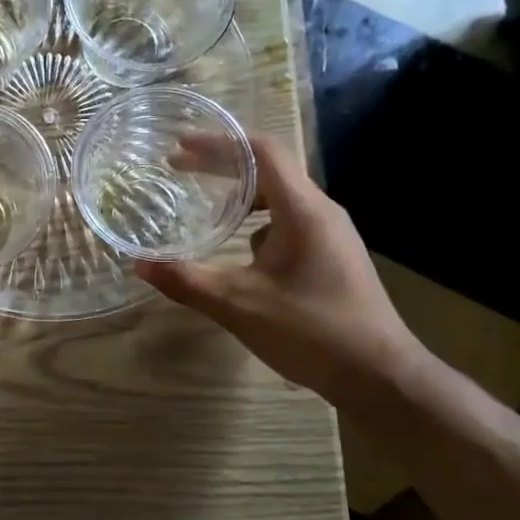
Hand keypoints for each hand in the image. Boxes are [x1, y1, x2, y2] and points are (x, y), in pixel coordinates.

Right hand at [135, 135, 426, 405]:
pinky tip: (240, 251)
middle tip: (180, 169)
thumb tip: (140, 264)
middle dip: (222, 166)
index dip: (219, 143)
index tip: (180, 146)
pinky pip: (290, 222)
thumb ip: (187, 281)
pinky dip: (258, 222)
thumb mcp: (238, 305)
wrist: (380, 376)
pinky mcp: (332, 256)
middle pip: (269, 169)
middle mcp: (321, 212)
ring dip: (241, 195)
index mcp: (303, 210)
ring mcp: (331, 235)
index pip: (262, 151)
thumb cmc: (311, 331)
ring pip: (280, 198)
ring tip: (206, 208)